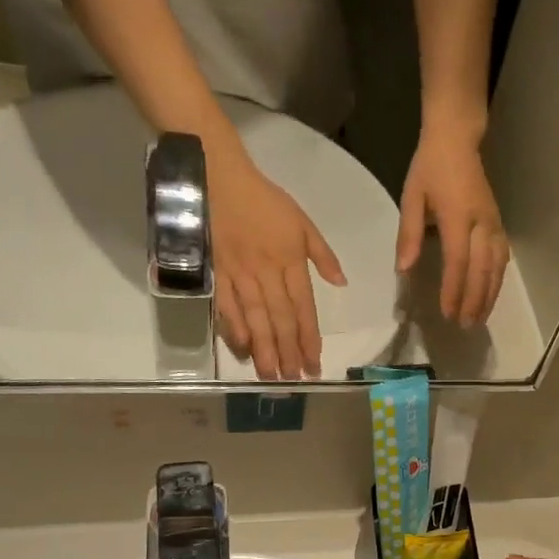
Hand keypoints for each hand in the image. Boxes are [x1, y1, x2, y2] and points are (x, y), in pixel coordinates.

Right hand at [210, 145, 345, 378]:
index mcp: (290, 262)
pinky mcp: (217, 273)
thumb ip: (323, 256)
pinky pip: (226, 306)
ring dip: (264, 349)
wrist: (220, 178)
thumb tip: (341, 284)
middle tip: (294, 380)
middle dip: (289, 352)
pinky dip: (233, 328)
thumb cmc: (266, 201)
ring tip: (272, 375)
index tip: (315, 363)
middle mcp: (266, 273)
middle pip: (280, 320)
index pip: (304, 308)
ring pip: (255, 318)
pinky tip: (242, 349)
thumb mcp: (303, 223)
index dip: (310, 338)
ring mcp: (240, 275)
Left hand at [399, 125, 507, 327]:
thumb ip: (409, 234)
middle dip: (474, 300)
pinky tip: (492, 294)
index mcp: (458, 216)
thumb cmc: (430, 168)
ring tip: (479, 318)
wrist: (457, 140)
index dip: (453, 289)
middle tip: (465, 325)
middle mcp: (482, 223)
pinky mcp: (499, 224)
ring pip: (497, 267)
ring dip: (489, 295)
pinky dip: (498, 279)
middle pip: (481, 270)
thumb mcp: (411, 197)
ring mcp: (494, 224)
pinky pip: (502, 258)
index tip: (447, 313)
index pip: (458, 261)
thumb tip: (404, 270)